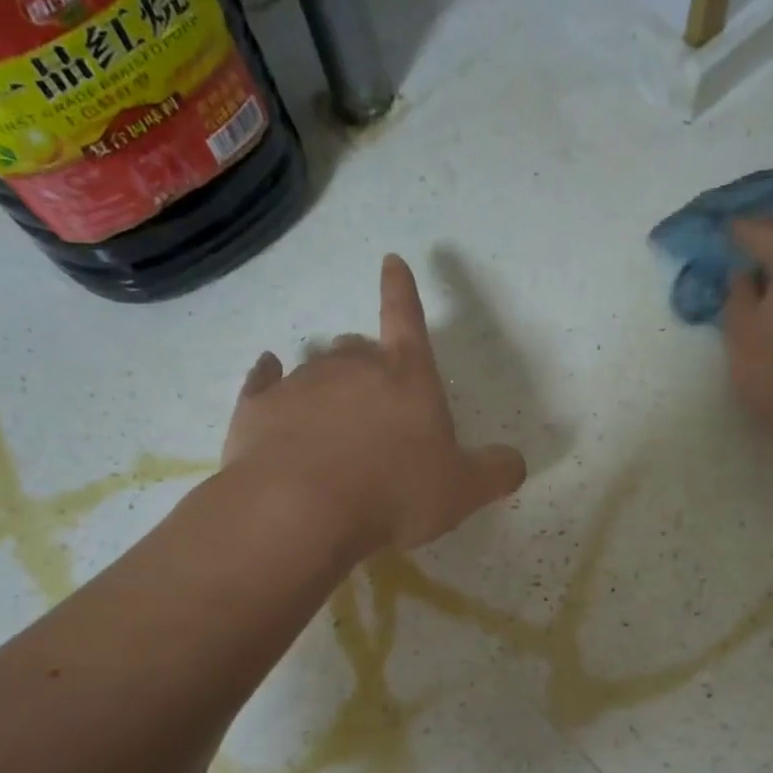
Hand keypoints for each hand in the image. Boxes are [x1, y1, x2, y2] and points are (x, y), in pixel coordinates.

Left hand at [219, 255, 526, 553]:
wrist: (299, 512)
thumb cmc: (394, 494)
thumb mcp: (462, 491)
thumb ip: (495, 472)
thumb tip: (515, 463)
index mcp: (407, 376)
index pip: (407, 317)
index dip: (403, 290)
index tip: (392, 261)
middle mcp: (352, 366)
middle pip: (360, 348)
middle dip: (369, 365)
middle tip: (376, 406)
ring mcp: (300, 383)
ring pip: (316, 368)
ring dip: (328, 386)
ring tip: (331, 423)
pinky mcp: (257, 408)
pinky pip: (264, 382)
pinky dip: (269, 378)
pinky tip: (268, 379)